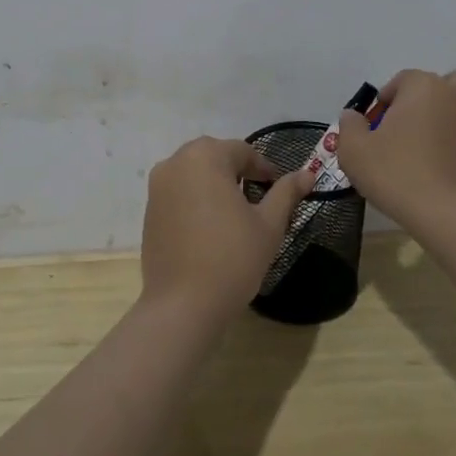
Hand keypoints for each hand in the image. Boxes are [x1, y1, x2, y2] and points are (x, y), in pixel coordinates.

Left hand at [140, 137, 311, 316]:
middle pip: (214, 157)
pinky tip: (211, 227)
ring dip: (215, 184)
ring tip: (236, 213)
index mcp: (204, 157)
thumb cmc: (232, 258)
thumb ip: (286, 193)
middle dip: (238, 172)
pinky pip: (178, 193)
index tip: (280, 188)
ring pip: (194, 174)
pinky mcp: (149, 211)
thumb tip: (307, 174)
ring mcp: (157, 187)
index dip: (265, 168)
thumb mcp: (269, 224)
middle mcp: (175, 163)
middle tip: (259, 198)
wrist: (183, 304)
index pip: (242, 151)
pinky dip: (196, 200)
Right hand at [336, 69, 455, 228]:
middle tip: (414, 123)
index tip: (375, 123)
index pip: (404, 79)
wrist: (445, 214)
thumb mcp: (354, 150)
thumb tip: (352, 116)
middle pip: (452, 82)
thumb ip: (350, 126)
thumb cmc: (396, 173)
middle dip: (435, 95)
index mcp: (424, 88)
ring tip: (439, 142)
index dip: (388, 98)